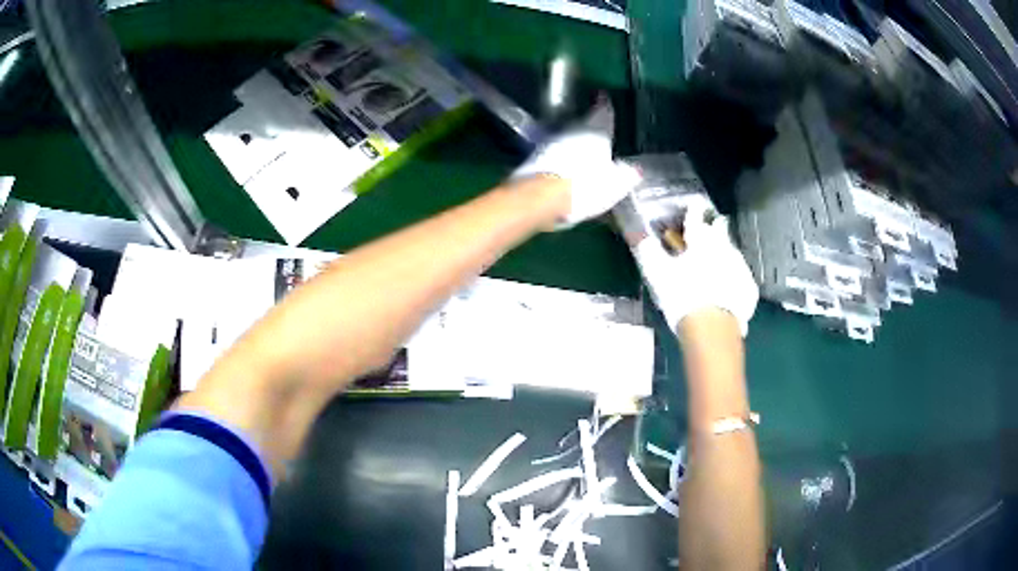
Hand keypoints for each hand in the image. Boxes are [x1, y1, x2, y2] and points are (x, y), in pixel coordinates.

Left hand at [512, 103, 639, 228]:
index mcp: (595, 131)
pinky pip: (553, 154)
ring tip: (582, 153)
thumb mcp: (616, 184)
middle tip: (598, 132)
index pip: (603, 112)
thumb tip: (634, 170)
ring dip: (574, 143)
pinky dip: (560, 158)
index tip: (604, 97)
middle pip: (583, 124)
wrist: (542, 196)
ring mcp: (550, 142)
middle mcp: (572, 130)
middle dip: (590, 127)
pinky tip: (565, 169)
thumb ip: (627, 175)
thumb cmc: (587, 185)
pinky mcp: (534, 158)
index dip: (604, 104)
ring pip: (567, 138)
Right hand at [634, 201, 758, 334]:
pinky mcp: (749, 287)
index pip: (695, 215)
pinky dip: (733, 278)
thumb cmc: (682, 295)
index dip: (692, 209)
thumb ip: (647, 250)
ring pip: (731, 252)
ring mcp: (740, 266)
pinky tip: (726, 289)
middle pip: (719, 230)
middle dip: (713, 228)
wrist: (713, 329)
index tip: (692, 204)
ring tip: (714, 264)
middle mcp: (724, 246)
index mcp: (701, 239)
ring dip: (723, 254)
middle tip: (706, 233)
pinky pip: (740, 277)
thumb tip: (637, 234)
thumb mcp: (657, 273)